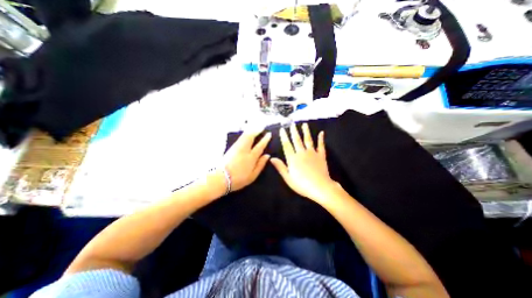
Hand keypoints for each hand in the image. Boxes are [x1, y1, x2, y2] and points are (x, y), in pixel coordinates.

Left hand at [223, 129, 270, 191]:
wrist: (221, 179)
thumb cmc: (239, 179)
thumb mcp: (253, 175)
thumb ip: (261, 165)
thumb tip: (267, 155)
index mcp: (251, 157)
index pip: (260, 146)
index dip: (265, 139)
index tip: (269, 134)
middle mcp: (244, 150)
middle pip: (251, 137)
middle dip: (256, 130)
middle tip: (261, 126)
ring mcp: (236, 148)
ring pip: (244, 136)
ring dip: (250, 131)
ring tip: (254, 128)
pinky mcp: (231, 148)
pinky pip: (239, 138)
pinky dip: (244, 134)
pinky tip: (246, 134)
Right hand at [271, 122, 335, 203]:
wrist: (320, 187)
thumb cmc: (302, 184)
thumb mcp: (288, 178)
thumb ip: (280, 167)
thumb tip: (271, 158)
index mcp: (293, 159)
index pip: (287, 145)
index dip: (284, 137)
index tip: (282, 129)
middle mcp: (302, 153)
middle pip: (297, 140)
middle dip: (294, 131)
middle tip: (292, 124)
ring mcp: (312, 153)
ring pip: (308, 140)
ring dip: (306, 132)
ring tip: (304, 124)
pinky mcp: (321, 155)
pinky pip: (321, 145)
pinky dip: (321, 139)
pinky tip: (321, 133)